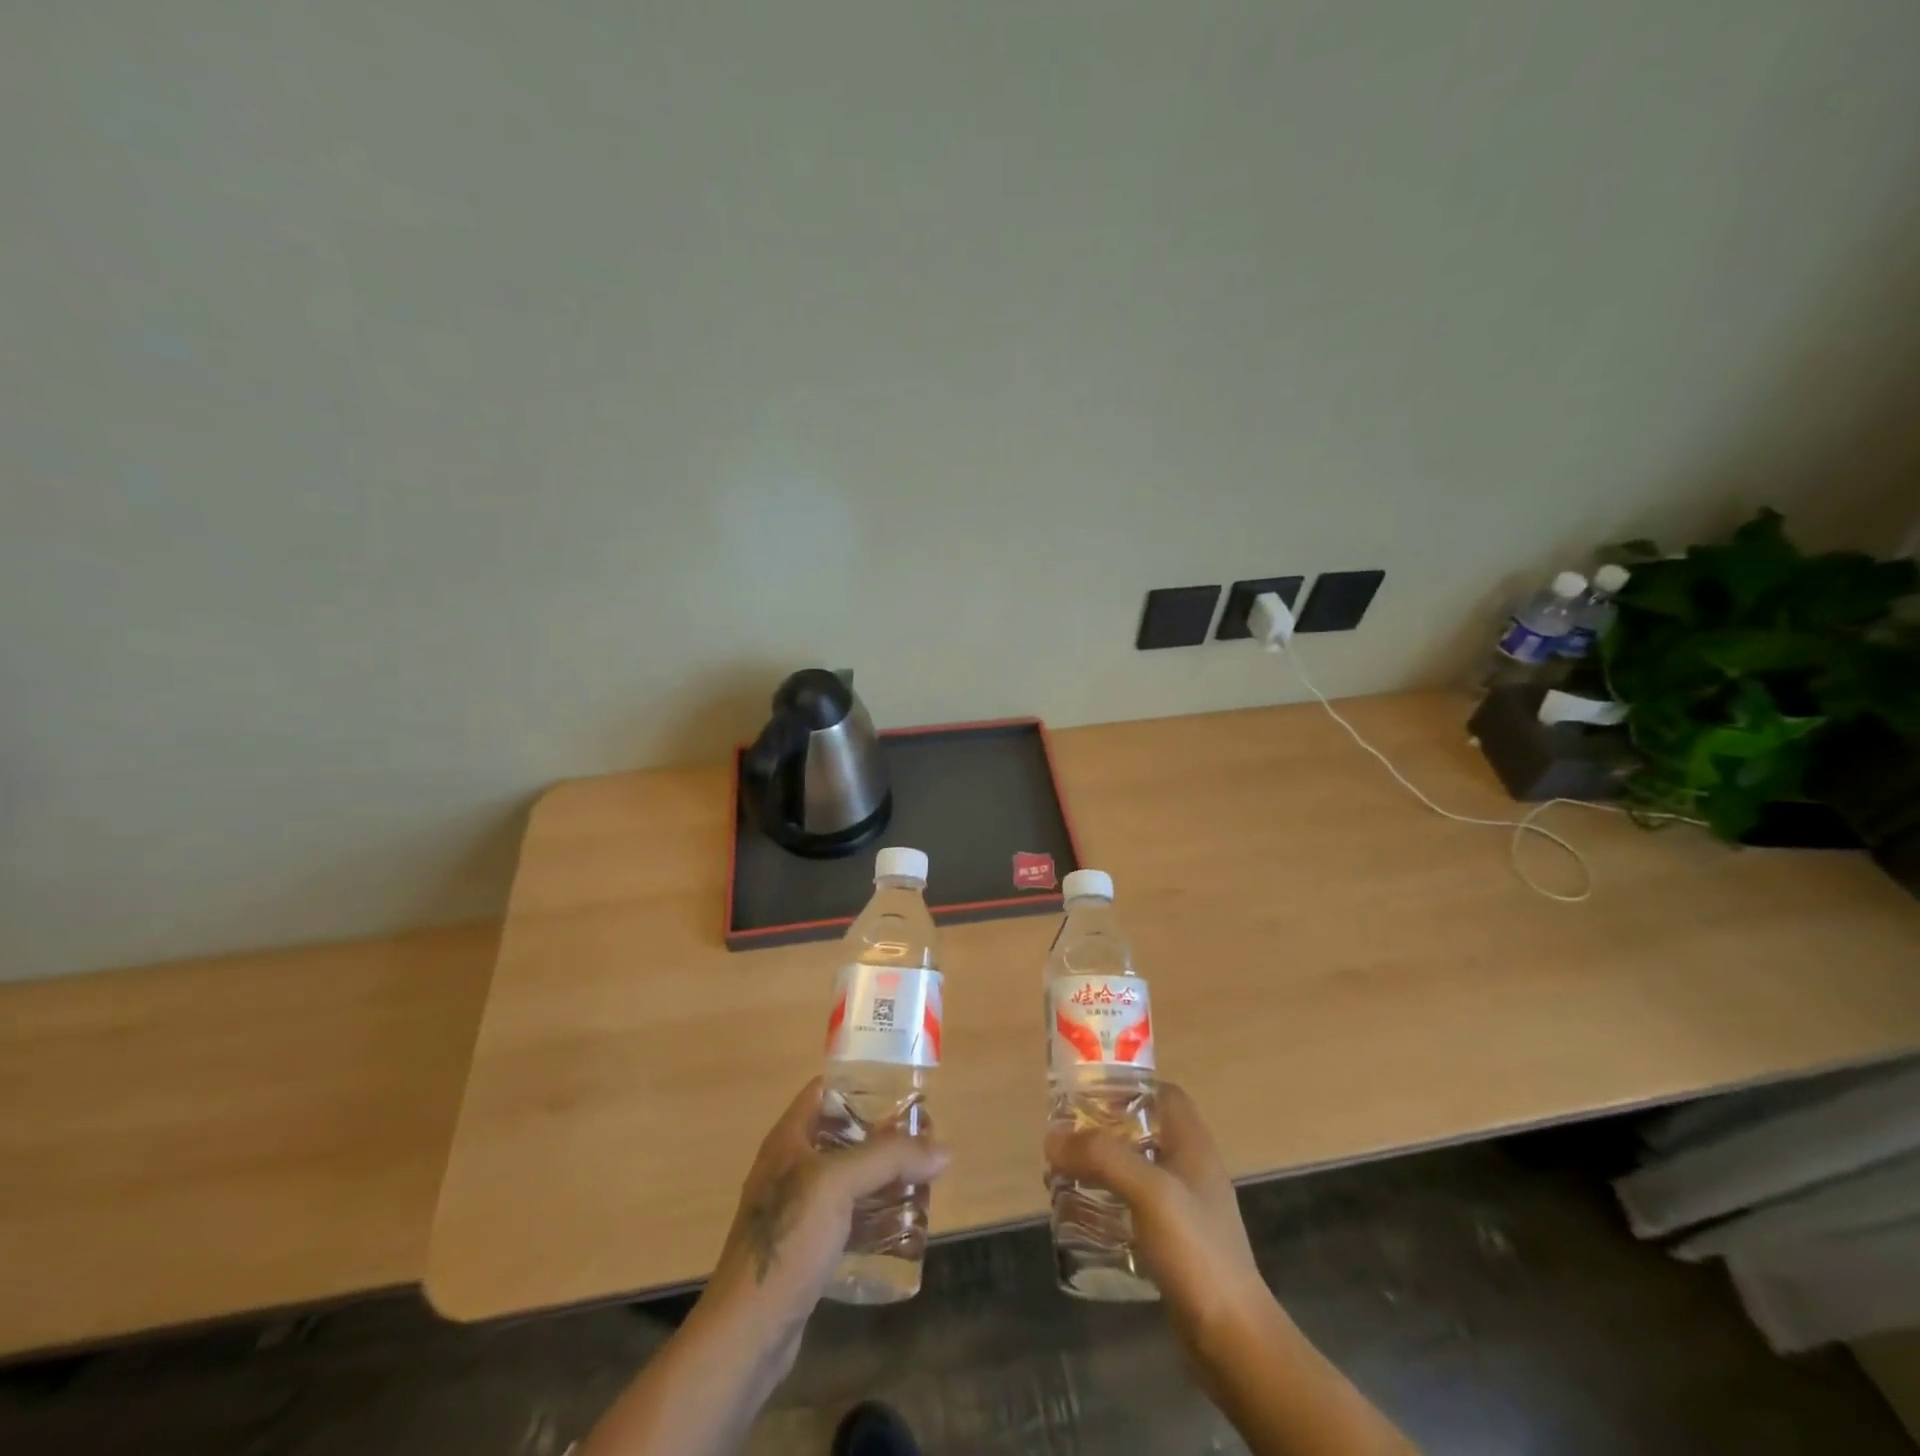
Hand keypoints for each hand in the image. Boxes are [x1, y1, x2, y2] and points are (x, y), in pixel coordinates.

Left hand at [701, 1078, 950, 1373]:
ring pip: (849, 1178)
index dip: (862, 1084)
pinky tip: (901, 1223)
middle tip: (924, 1140)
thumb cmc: (787, 1240)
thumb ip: (889, 1159)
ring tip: (921, 1178)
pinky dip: (873, 1213)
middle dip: (883, 1135)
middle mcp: (791, 1166)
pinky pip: (848, 1216)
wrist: (746, 1333)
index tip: (903, 1091)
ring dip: (882, 1176)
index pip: (825, 1091)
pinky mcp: (807, 1247)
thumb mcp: (837, 1184)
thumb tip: (944, 1149)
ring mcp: (798, 1209)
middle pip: (843, 1134)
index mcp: (789, 1138)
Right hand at [1045, 1083, 1271, 1373]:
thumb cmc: (1196, 1251)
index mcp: (1192, 1144)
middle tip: (1063, 1139)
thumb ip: (1101, 1157)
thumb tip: (1052, 1137)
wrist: (1232, 1341)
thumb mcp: (1148, 1192)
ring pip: (1133, 1169)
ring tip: (1059, 1177)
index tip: (1086, 1093)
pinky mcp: (1172, 1243)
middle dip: (1101, 1130)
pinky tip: (1079, 1217)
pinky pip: (1132, 1207)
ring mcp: (1182, 1208)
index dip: (1127, 1086)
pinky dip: (1105, 1203)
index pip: (1162, 1093)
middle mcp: (1189, 1168)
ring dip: (1098, 1168)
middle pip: (1141, 1129)